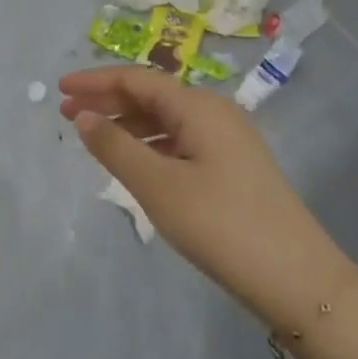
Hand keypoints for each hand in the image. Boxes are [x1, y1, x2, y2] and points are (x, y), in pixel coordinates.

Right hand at [59, 66, 355, 332]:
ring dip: (128, 123)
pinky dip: (150, 144)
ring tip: (93, 136)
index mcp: (199, 107)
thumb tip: (83, 116)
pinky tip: (135, 162)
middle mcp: (215, 113)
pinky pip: (181, 140)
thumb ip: (115, 147)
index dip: (96, 80)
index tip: (60, 88)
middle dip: (108, 100)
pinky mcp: (234, 167)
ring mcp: (228, 140)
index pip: (137, 79)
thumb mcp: (158, 186)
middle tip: (67, 111)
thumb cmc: (221, 225)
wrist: (297, 279)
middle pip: (152, 95)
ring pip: (167, 119)